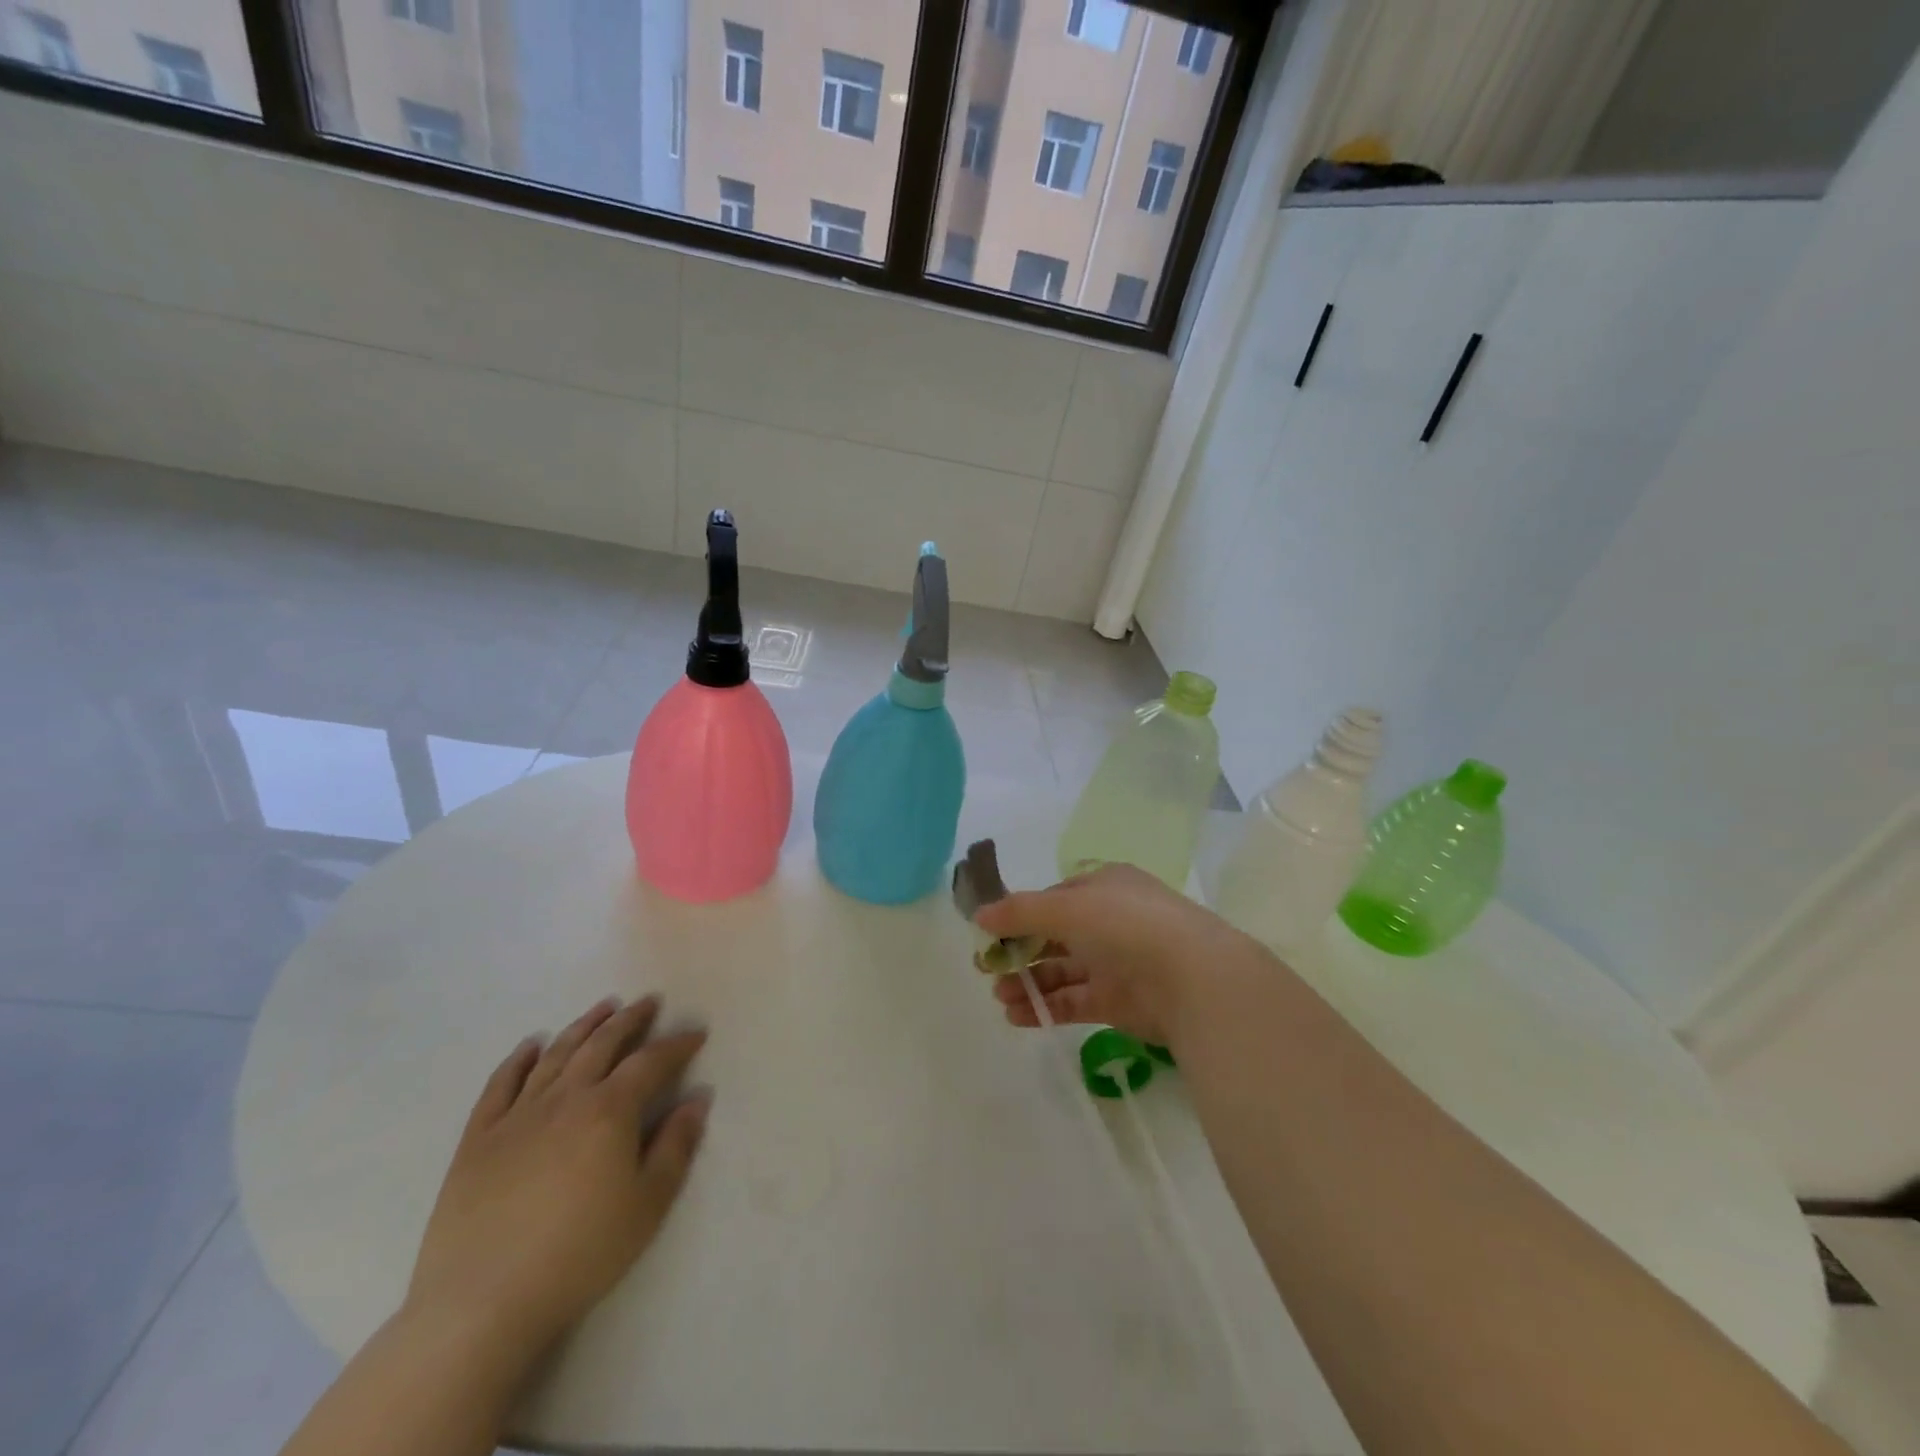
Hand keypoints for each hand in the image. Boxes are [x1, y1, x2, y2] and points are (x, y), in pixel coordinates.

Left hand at [406, 996, 709, 1360]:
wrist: (481, 1304)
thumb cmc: (580, 1254)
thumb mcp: (648, 1204)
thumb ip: (676, 1145)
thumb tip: (697, 1098)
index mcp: (610, 1110)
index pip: (651, 1062)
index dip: (677, 1045)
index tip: (696, 1034)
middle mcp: (566, 1098)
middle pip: (602, 1044)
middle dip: (630, 1020)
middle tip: (648, 1002)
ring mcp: (517, 1115)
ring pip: (556, 1055)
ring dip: (583, 1027)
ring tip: (603, 1008)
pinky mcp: (478, 1140)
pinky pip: (500, 1085)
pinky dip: (518, 1060)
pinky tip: (531, 1046)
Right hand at [978, 864, 1256, 1046]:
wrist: (1191, 979)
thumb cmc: (1125, 925)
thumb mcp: (1066, 907)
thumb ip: (1019, 911)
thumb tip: (979, 914)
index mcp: (1103, 887)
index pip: (1053, 898)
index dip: (1020, 914)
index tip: (989, 933)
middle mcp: (1109, 922)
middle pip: (1054, 936)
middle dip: (1019, 952)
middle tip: (985, 969)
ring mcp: (1115, 963)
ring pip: (1061, 971)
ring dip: (1028, 983)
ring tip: (999, 997)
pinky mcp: (1119, 1002)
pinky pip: (1073, 1002)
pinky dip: (1045, 1007)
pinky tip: (1017, 1016)